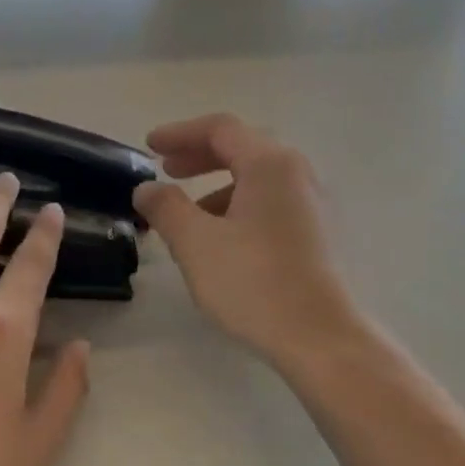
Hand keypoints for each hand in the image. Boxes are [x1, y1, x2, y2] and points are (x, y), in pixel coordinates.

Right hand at [133, 113, 358, 368]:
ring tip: (188, 215)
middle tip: (167, 170)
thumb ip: (166, 208)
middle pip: (243, 148)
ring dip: (217, 186)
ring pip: (258, 179)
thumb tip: (147, 188)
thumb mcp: (195, 243)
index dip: (180, 133)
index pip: (221, 129)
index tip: (149, 147)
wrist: (318, 336)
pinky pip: (271, 203)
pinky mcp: (317, 233)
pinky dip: (239, 206)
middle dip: (200, 156)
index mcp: (270, 165)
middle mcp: (298, 174)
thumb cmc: (252, 282)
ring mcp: (313, 204)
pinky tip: (222, 239)